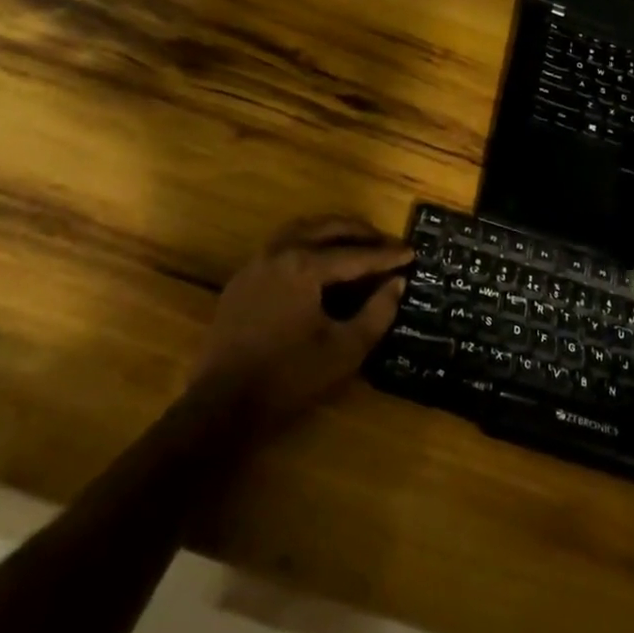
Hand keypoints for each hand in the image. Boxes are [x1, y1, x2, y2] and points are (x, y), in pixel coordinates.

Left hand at [189, 216, 406, 428]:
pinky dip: (307, 243)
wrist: (222, 404)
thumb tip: (397, 283)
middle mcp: (279, 252)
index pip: (355, 254)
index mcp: (305, 266)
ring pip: (301, 229)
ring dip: (332, 231)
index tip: (412, 252)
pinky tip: (318, 261)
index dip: (387, 255)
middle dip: (360, 233)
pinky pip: (281, 245)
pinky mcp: (243, 278)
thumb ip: (377, 313)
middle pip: (327, 228)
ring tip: (356, 243)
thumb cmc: (289, 377)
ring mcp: (256, 262)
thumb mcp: (344, 350)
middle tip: (386, 243)